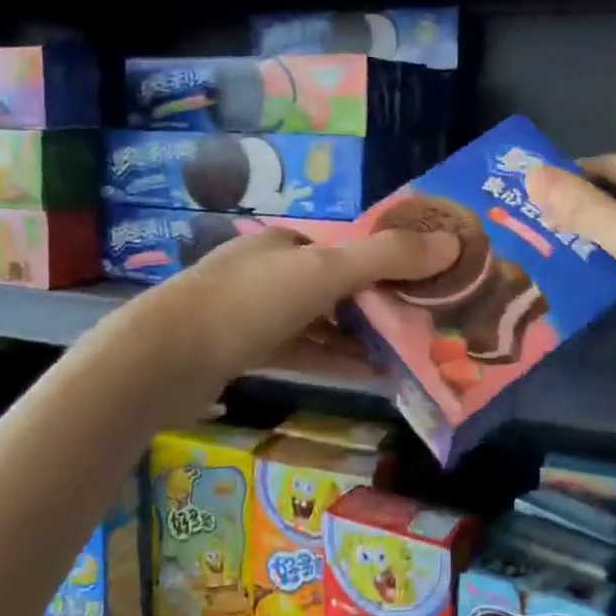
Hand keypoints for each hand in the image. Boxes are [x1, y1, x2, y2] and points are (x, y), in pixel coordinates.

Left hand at [133, 224, 459, 388]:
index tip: (426, 286)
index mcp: (286, 243)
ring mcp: (253, 312)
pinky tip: (368, 374)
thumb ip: (388, 257)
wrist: (162, 360)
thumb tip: (453, 242)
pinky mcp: (243, 350)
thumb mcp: (325, 272)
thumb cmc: (250, 303)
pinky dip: (333, 359)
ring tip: (406, 352)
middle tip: (423, 324)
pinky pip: (301, 350)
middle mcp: (270, 271)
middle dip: (378, 303)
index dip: (389, 263)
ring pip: (320, 321)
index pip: (348, 248)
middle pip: (336, 285)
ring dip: (359, 336)